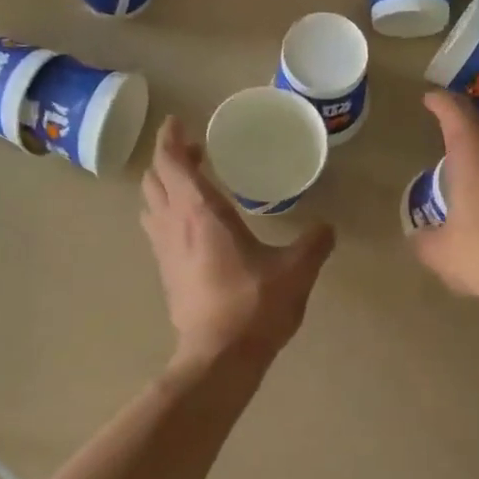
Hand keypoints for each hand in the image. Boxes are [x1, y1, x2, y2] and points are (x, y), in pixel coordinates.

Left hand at [141, 116, 335, 367]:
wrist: (219, 356)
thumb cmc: (254, 305)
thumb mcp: (295, 270)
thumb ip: (313, 243)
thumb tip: (328, 227)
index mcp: (201, 212)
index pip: (172, 161)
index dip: (170, 138)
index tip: (178, 122)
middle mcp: (174, 224)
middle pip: (154, 179)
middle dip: (168, 159)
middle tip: (194, 152)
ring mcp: (164, 251)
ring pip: (150, 205)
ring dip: (164, 187)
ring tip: (190, 184)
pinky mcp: (166, 274)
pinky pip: (157, 230)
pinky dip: (167, 214)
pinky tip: (192, 226)